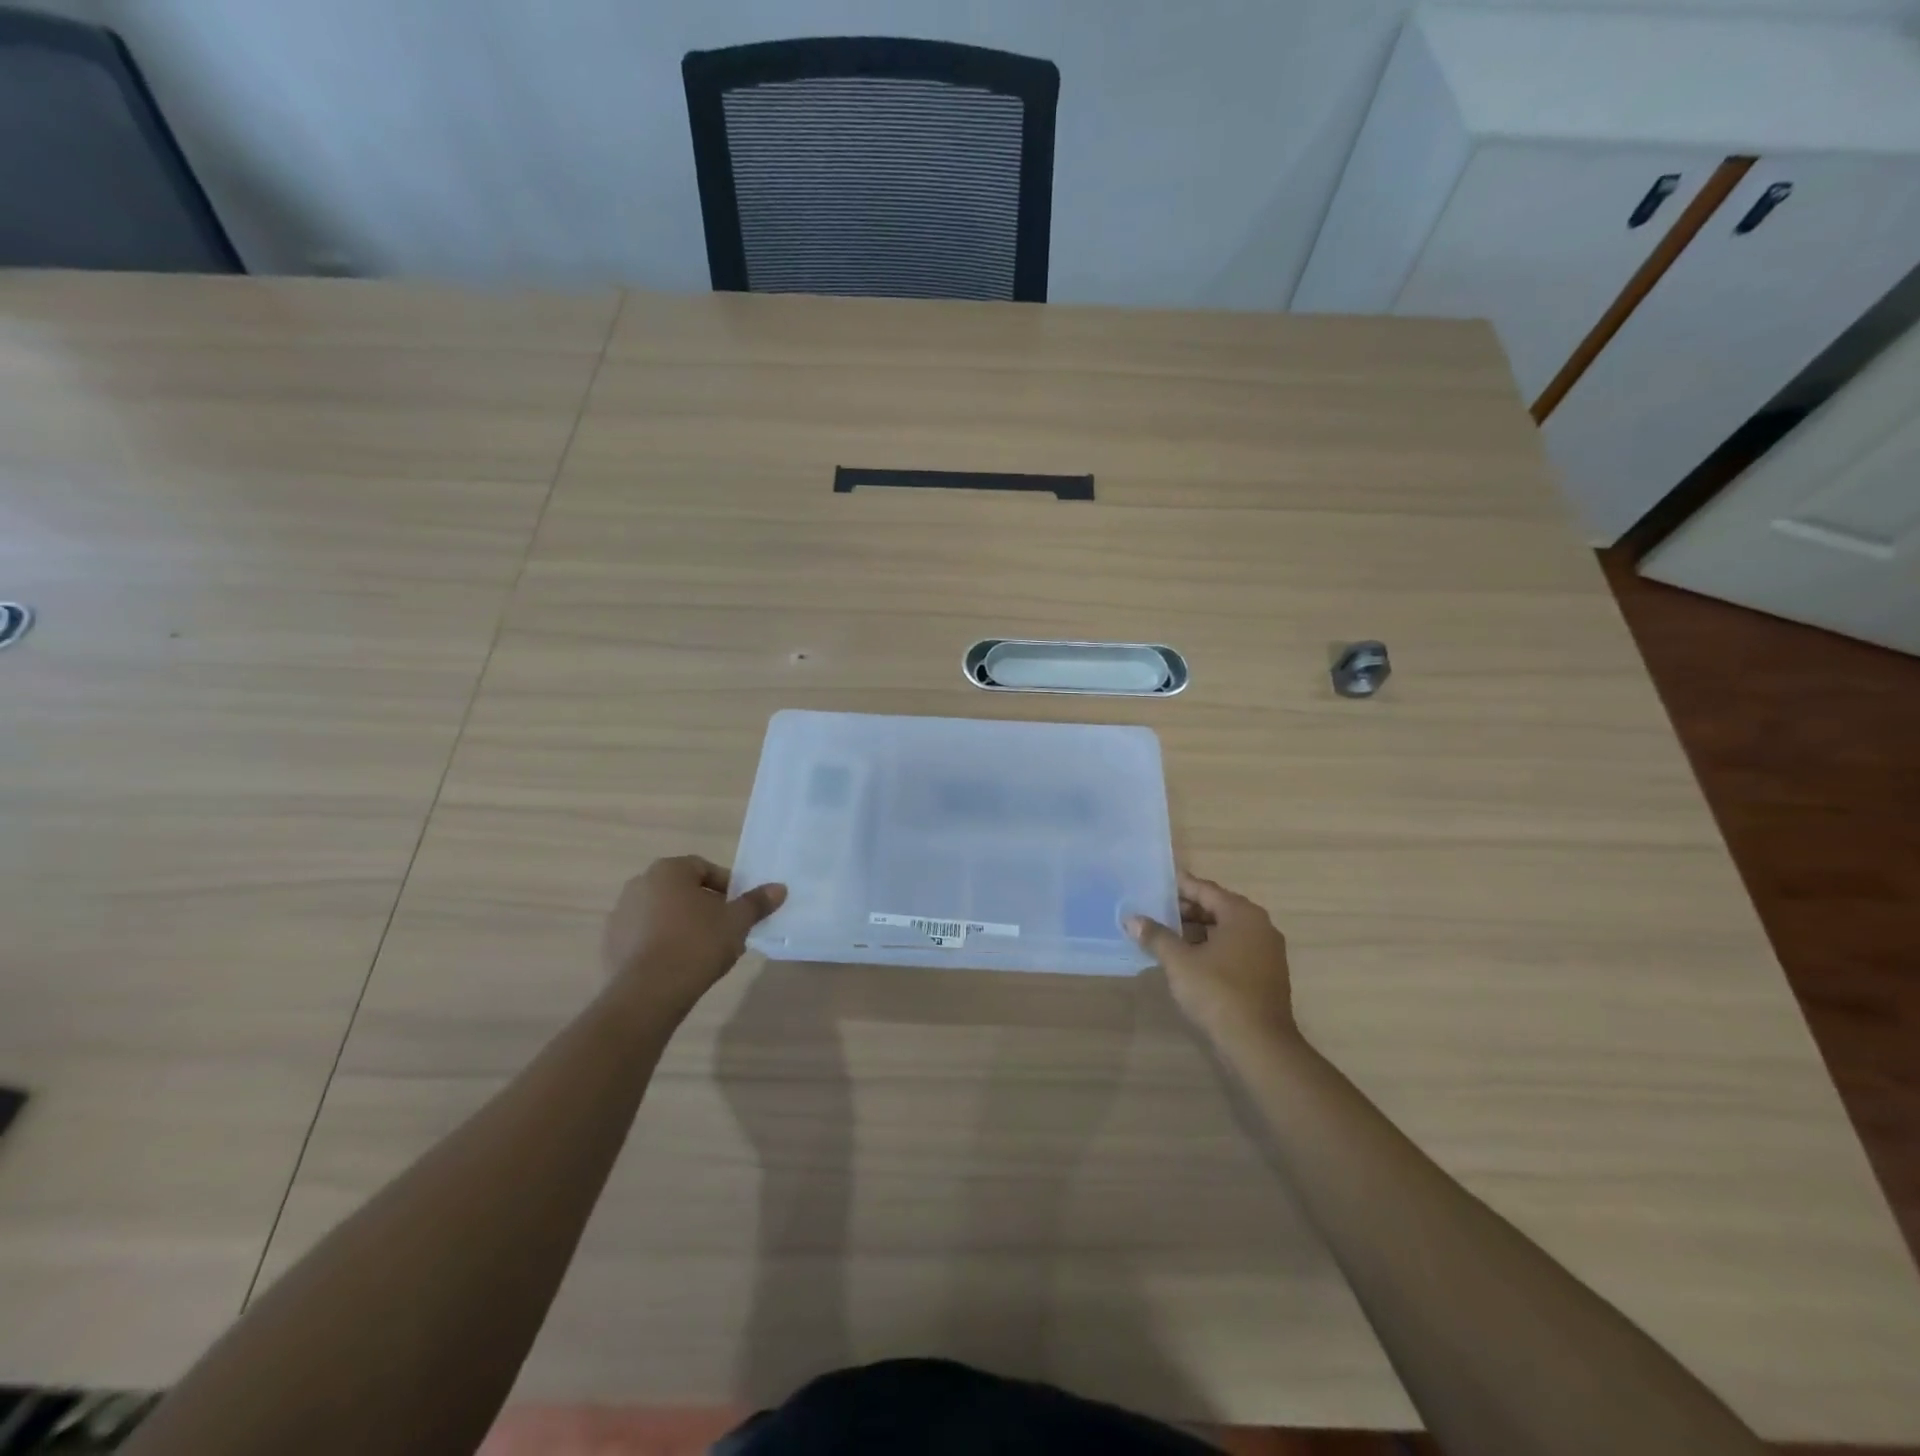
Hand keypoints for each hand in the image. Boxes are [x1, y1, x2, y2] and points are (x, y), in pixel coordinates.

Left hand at [601, 856, 786, 1016]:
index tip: (739, 910)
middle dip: (704, 907)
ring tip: (703, 952)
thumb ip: (757, 902)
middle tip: (725, 930)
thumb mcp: (736, 922)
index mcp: (668, 870)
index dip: (726, 888)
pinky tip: (678, 966)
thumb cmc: (697, 944)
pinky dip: (661, 945)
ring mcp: (620, 915)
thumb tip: (779, 888)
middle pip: (681, 890)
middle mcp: (639, 884)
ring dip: (682, 925)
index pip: (704, 868)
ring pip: (662, 914)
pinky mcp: (610, 945)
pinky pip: (644, 937)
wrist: (648, 993)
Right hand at [1128, 873, 1296, 1047]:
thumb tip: (1132, 919)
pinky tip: (1185, 958)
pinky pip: (1233, 949)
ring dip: (1196, 931)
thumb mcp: (1179, 962)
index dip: (1179, 886)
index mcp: (1242, 915)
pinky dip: (1210, 947)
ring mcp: (1266, 952)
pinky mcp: (1265, 974)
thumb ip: (1156, 936)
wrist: (1259, 1045)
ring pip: (1225, 930)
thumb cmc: (1218, 993)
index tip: (1156, 882)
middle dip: (1185, 910)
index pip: (1205, 890)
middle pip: (1217, 908)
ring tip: (1164, 934)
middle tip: (1154, 909)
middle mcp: (1259, 927)